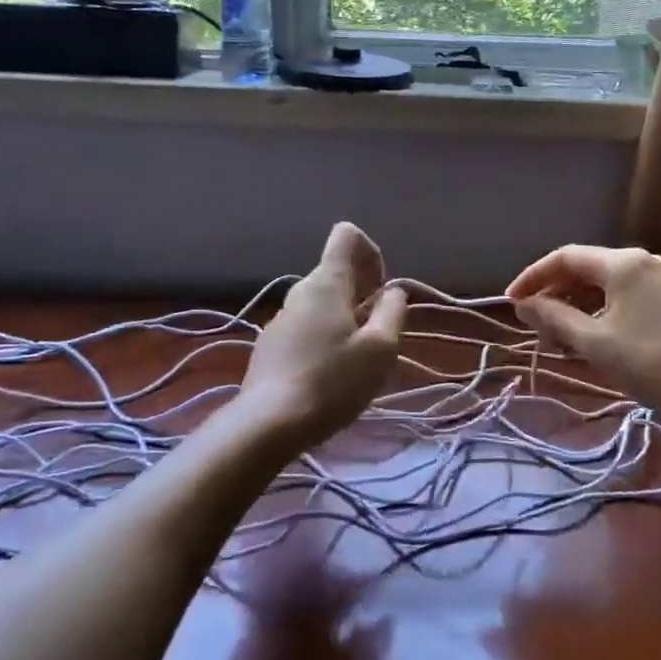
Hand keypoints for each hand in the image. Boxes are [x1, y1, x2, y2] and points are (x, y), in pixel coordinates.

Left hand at [240, 223, 406, 449]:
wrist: (268, 424)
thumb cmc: (333, 382)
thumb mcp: (380, 348)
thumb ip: (392, 312)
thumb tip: (392, 292)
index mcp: (326, 283)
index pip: (347, 236)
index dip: (371, 253)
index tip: (380, 291)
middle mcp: (299, 292)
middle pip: (336, 273)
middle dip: (363, 294)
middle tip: (377, 334)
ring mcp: (280, 320)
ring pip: (321, 305)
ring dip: (345, 320)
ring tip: (356, 361)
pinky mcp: (270, 347)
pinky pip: (306, 329)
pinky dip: (325, 340)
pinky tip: (330, 377)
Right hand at [506, 245, 660, 426]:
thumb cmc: (651, 362)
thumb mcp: (594, 342)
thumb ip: (554, 318)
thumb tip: (524, 305)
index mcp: (623, 263)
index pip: (565, 257)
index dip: (533, 277)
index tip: (511, 302)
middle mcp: (643, 262)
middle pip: (585, 269)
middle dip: (554, 295)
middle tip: (534, 326)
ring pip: (604, 286)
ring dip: (575, 307)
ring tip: (557, 339)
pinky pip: (624, 298)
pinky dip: (599, 313)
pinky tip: (589, 339)